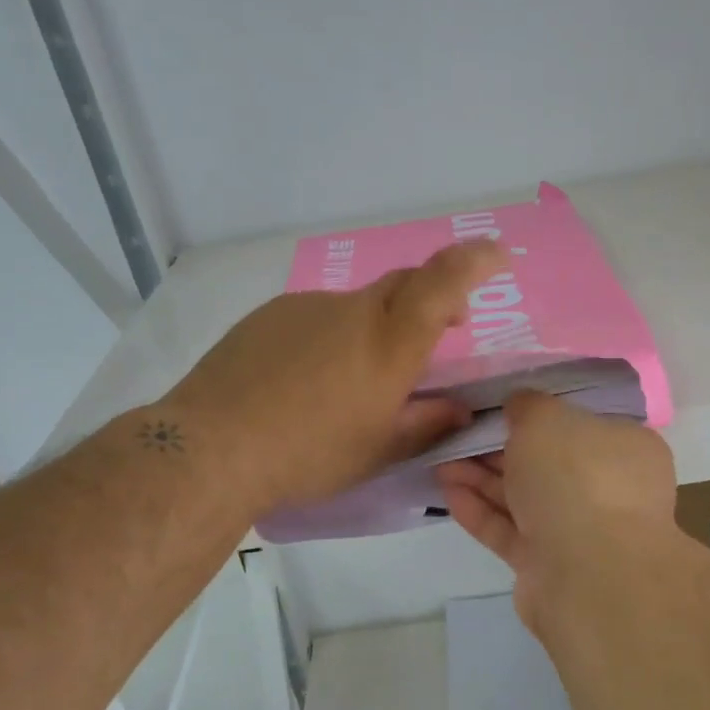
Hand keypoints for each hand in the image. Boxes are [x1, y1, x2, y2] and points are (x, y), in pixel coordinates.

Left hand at [162, 240, 506, 513]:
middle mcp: (353, 311)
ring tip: (350, 383)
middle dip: (431, 299)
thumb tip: (458, 409)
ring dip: (371, 331)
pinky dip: (329, 339)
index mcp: (390, 343)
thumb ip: (425, 425)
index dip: (475, 260)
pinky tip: (304, 380)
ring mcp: (307, 307)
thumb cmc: (309, 454)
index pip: (443, 280)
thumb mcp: (377, 451)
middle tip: (438, 333)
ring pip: (356, 308)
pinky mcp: (269, 315)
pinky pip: (315, 317)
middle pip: (404, 284)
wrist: (213, 446)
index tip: (497, 255)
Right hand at [437, 391, 676, 637]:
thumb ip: (528, 405)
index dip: (537, 413)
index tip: (497, 407)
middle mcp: (607, 489)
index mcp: (624, 448)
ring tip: (440, 462)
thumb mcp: (546, 418)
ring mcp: (578, 530)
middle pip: (545, 461)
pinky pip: (510, 530)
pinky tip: (447, 492)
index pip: (579, 423)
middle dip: (498, 448)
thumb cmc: (576, 477)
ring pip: (523, 497)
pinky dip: (480, 510)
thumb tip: (519, 405)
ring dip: (480, 478)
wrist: (587, 574)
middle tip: (457, 435)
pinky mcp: (547, 565)